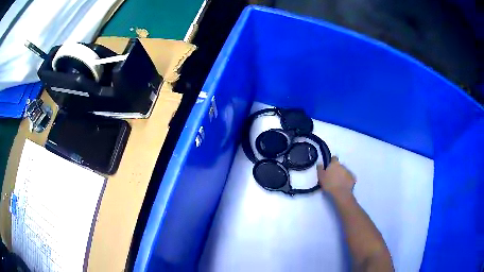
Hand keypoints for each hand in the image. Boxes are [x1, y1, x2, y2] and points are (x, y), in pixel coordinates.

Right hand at [317, 156, 355, 198]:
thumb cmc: (329, 184)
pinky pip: (349, 177)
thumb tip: (320, 162)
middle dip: (336, 169)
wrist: (341, 193)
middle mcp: (343, 165)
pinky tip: (343, 185)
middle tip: (332, 177)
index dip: (331, 161)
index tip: (329, 167)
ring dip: (341, 174)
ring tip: (337, 182)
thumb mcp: (321, 177)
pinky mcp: (353, 178)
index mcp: (334, 164)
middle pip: (339, 165)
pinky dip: (346, 180)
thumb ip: (320, 168)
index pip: (334, 158)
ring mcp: (349, 172)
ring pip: (344, 171)